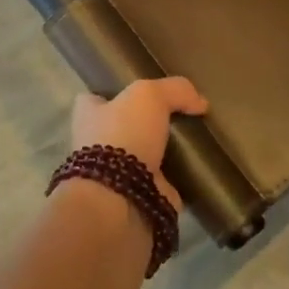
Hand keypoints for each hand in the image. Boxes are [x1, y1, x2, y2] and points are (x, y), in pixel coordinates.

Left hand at [71, 77, 208, 211]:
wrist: (121, 198)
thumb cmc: (124, 136)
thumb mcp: (149, 95)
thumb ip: (175, 90)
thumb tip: (199, 102)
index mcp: (89, 116)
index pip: (95, 98)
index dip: (115, 93)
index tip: (142, 93)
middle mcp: (97, 144)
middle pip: (124, 126)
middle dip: (146, 124)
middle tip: (179, 115)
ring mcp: (117, 174)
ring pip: (144, 155)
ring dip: (164, 152)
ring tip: (195, 141)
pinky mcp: (138, 197)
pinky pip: (163, 183)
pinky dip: (178, 179)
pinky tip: (199, 168)